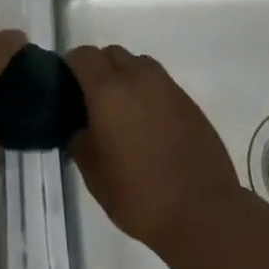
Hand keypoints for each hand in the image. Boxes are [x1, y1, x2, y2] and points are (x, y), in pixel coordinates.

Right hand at [65, 45, 243, 253]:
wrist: (203, 213)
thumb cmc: (140, 195)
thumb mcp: (94, 175)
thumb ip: (79, 141)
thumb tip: (77, 128)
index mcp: (109, 90)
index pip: (83, 56)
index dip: (69, 66)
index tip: (64, 87)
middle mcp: (139, 78)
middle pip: (112, 54)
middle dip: (98, 68)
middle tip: (91, 100)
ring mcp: (168, 88)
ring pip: (139, 65)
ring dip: (125, 77)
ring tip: (122, 111)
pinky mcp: (189, 103)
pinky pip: (160, 84)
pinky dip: (148, 93)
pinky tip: (148, 125)